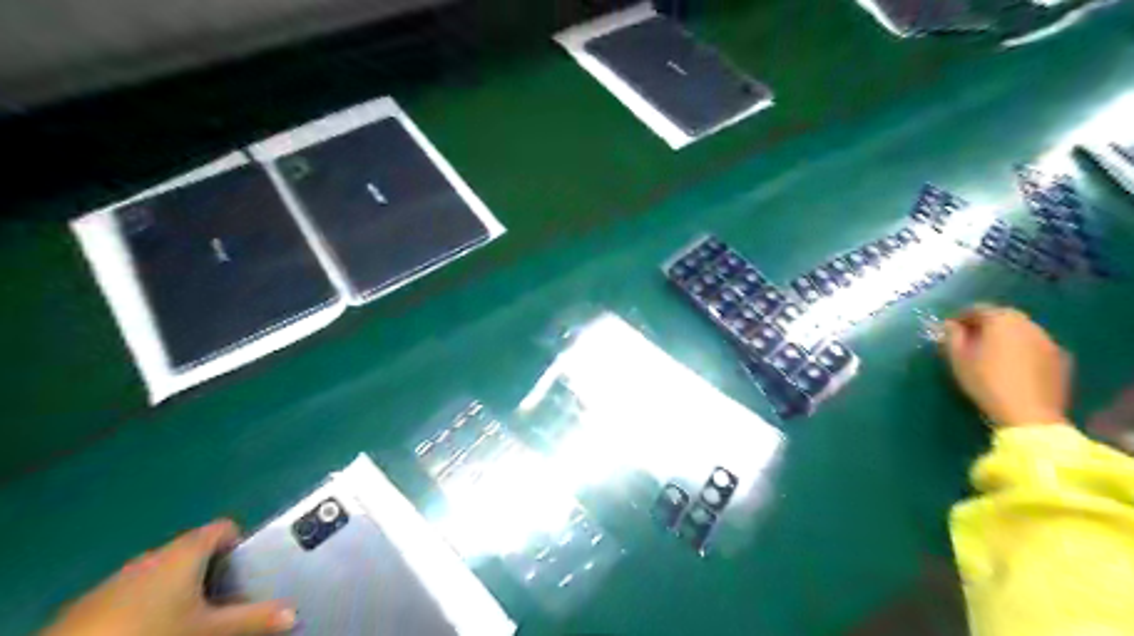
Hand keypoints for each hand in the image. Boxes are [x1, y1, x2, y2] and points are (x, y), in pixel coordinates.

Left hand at [43, 519, 296, 634]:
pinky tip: (150, 631)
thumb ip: (253, 618)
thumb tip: (294, 613)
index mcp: (186, 550)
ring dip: (180, 591)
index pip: (224, 528)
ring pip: (162, 575)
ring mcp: (118, 579)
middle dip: (213, 574)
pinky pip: (134, 593)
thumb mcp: (210, 630)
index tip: (248, 570)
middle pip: (194, 552)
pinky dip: (149, 606)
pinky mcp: (91, 605)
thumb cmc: (153, 632)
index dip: (241, 544)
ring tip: (190, 621)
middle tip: (226, 602)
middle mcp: (154, 555)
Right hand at [939, 305, 1072, 430]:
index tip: (949, 329)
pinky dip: (1022, 349)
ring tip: (992, 353)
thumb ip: (952, 336)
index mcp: (1001, 320)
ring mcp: (1048, 340)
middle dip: (985, 324)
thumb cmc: (985, 381)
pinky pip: (1035, 345)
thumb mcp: (958, 358)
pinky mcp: (1061, 358)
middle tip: (970, 339)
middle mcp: (1028, 324)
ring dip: (1005, 336)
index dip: (960, 317)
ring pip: (1021, 330)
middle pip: (1002, 316)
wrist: (1029, 414)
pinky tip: (1014, 365)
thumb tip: (951, 324)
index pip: (977, 308)